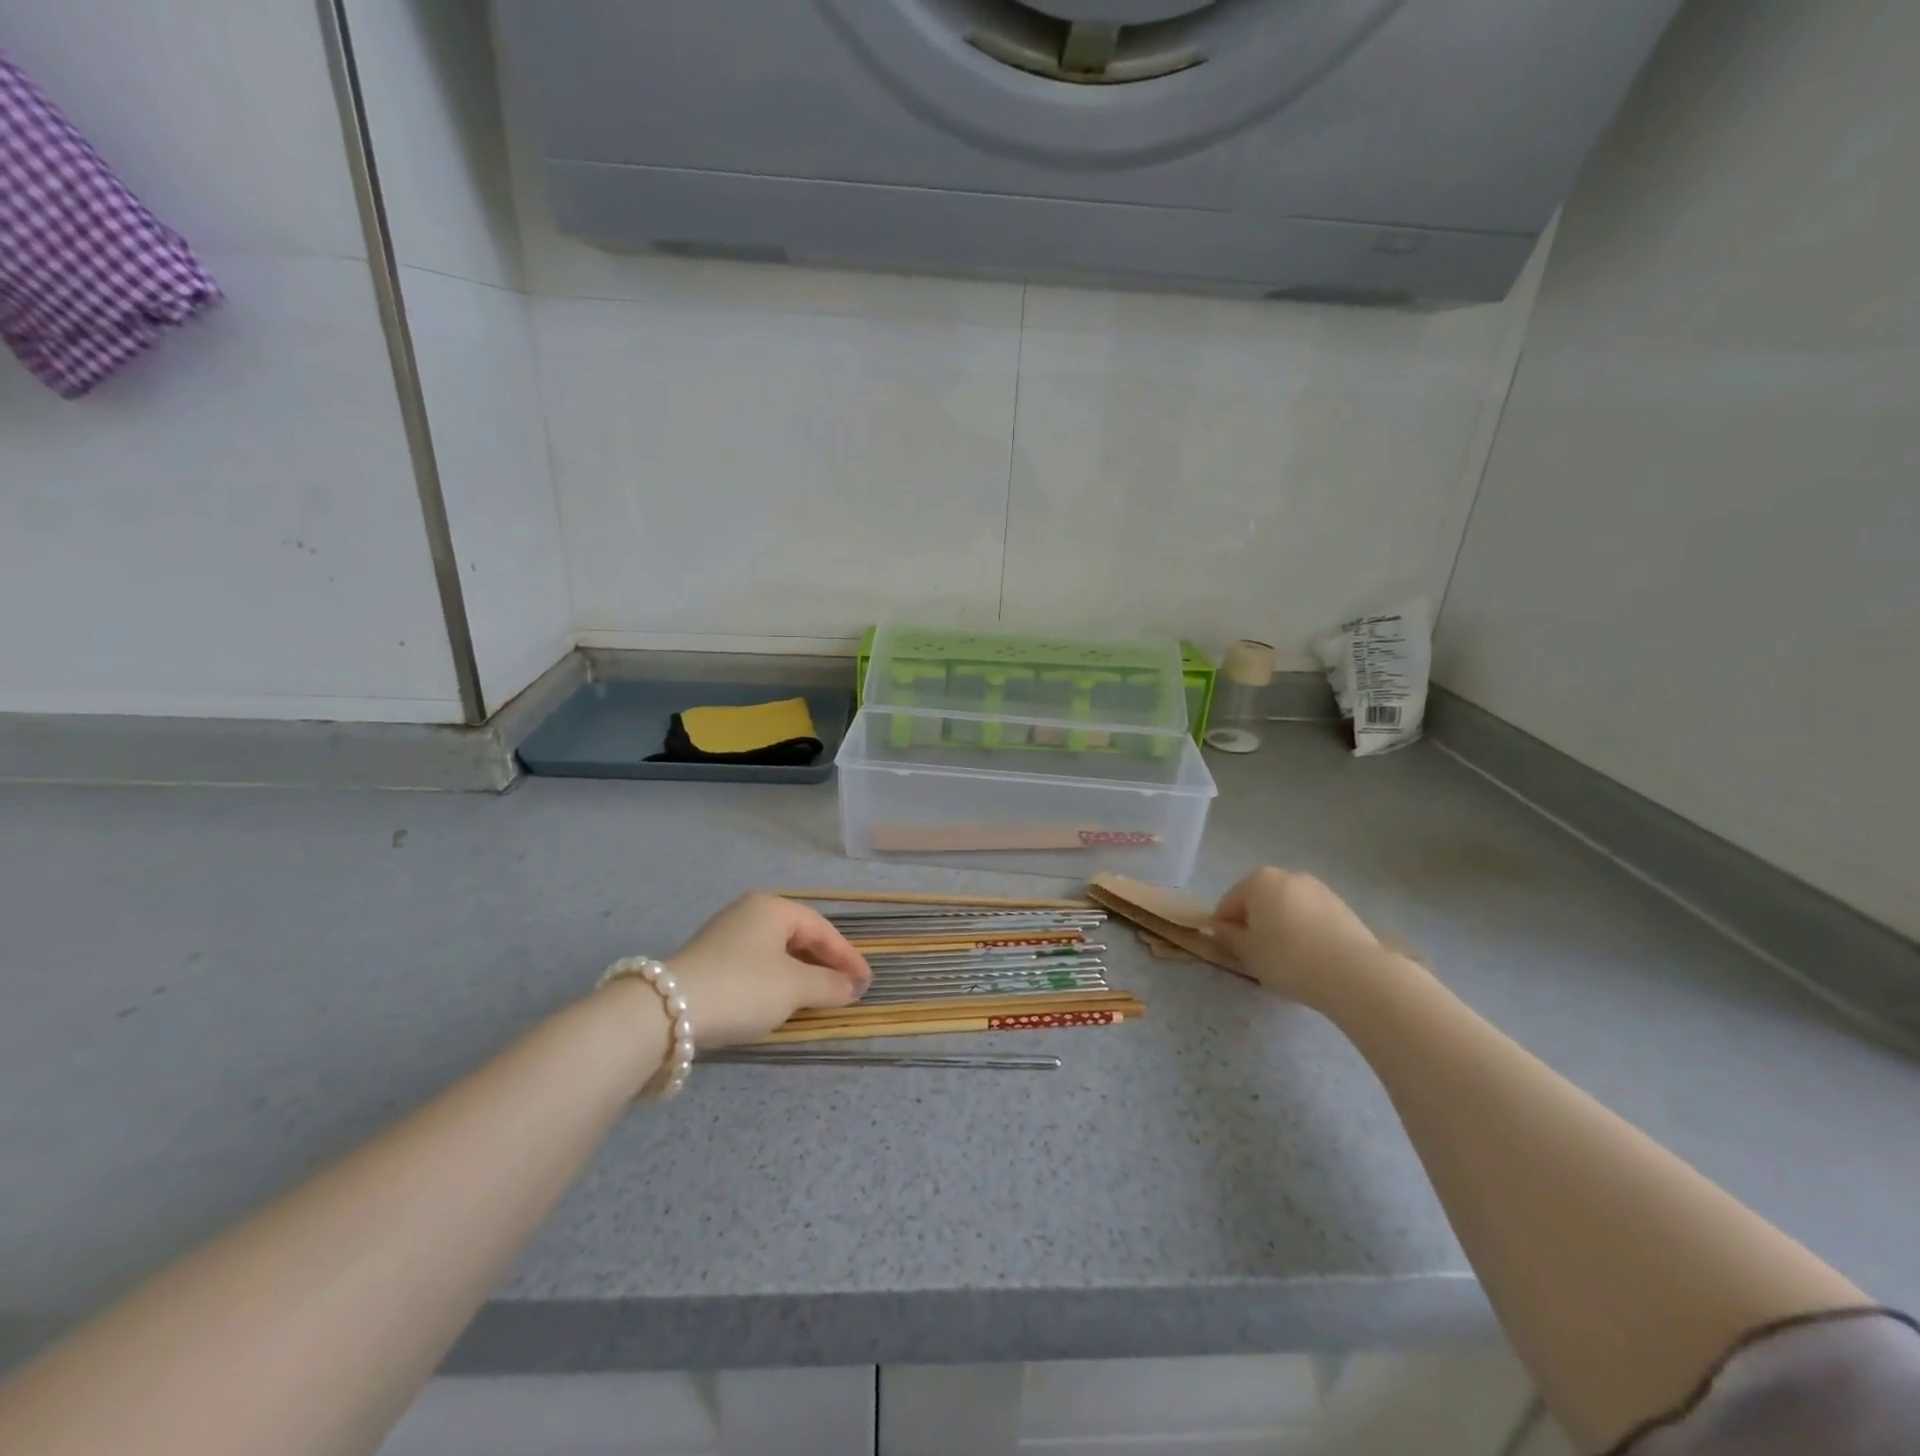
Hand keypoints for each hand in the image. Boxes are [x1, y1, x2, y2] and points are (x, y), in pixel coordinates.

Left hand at [664, 894, 871, 1048]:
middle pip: (799, 937)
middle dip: (824, 964)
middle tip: (846, 989)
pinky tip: (780, 1001)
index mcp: (772, 907)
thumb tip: (853, 987)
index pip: (822, 929)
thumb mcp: (794, 988)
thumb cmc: (742, 988)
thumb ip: (830, 985)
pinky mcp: (709, 961)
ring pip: (776, 953)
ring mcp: (725, 935)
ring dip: (801, 975)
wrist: (664, 1012)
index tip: (866, 982)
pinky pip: (756, 965)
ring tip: (818, 998)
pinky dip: (776, 981)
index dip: (847, 957)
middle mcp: (749, 913)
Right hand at [1209, 867, 1394, 1012]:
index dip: (1224, 928)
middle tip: (1257, 956)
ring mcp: (1319, 889)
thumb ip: (1228, 936)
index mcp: (1258, 880)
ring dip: (1281, 927)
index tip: (1230, 952)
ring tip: (1287, 960)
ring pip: (1287, 908)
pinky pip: (1311, 918)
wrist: (1354, 973)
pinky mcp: (1343, 907)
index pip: (1228, 903)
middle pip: (1259, 901)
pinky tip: (1311, 958)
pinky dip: (1305, 932)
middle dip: (1254, 924)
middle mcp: (1288, 875)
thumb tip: (1221, 927)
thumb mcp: (1247, 952)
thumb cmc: (1288, 958)